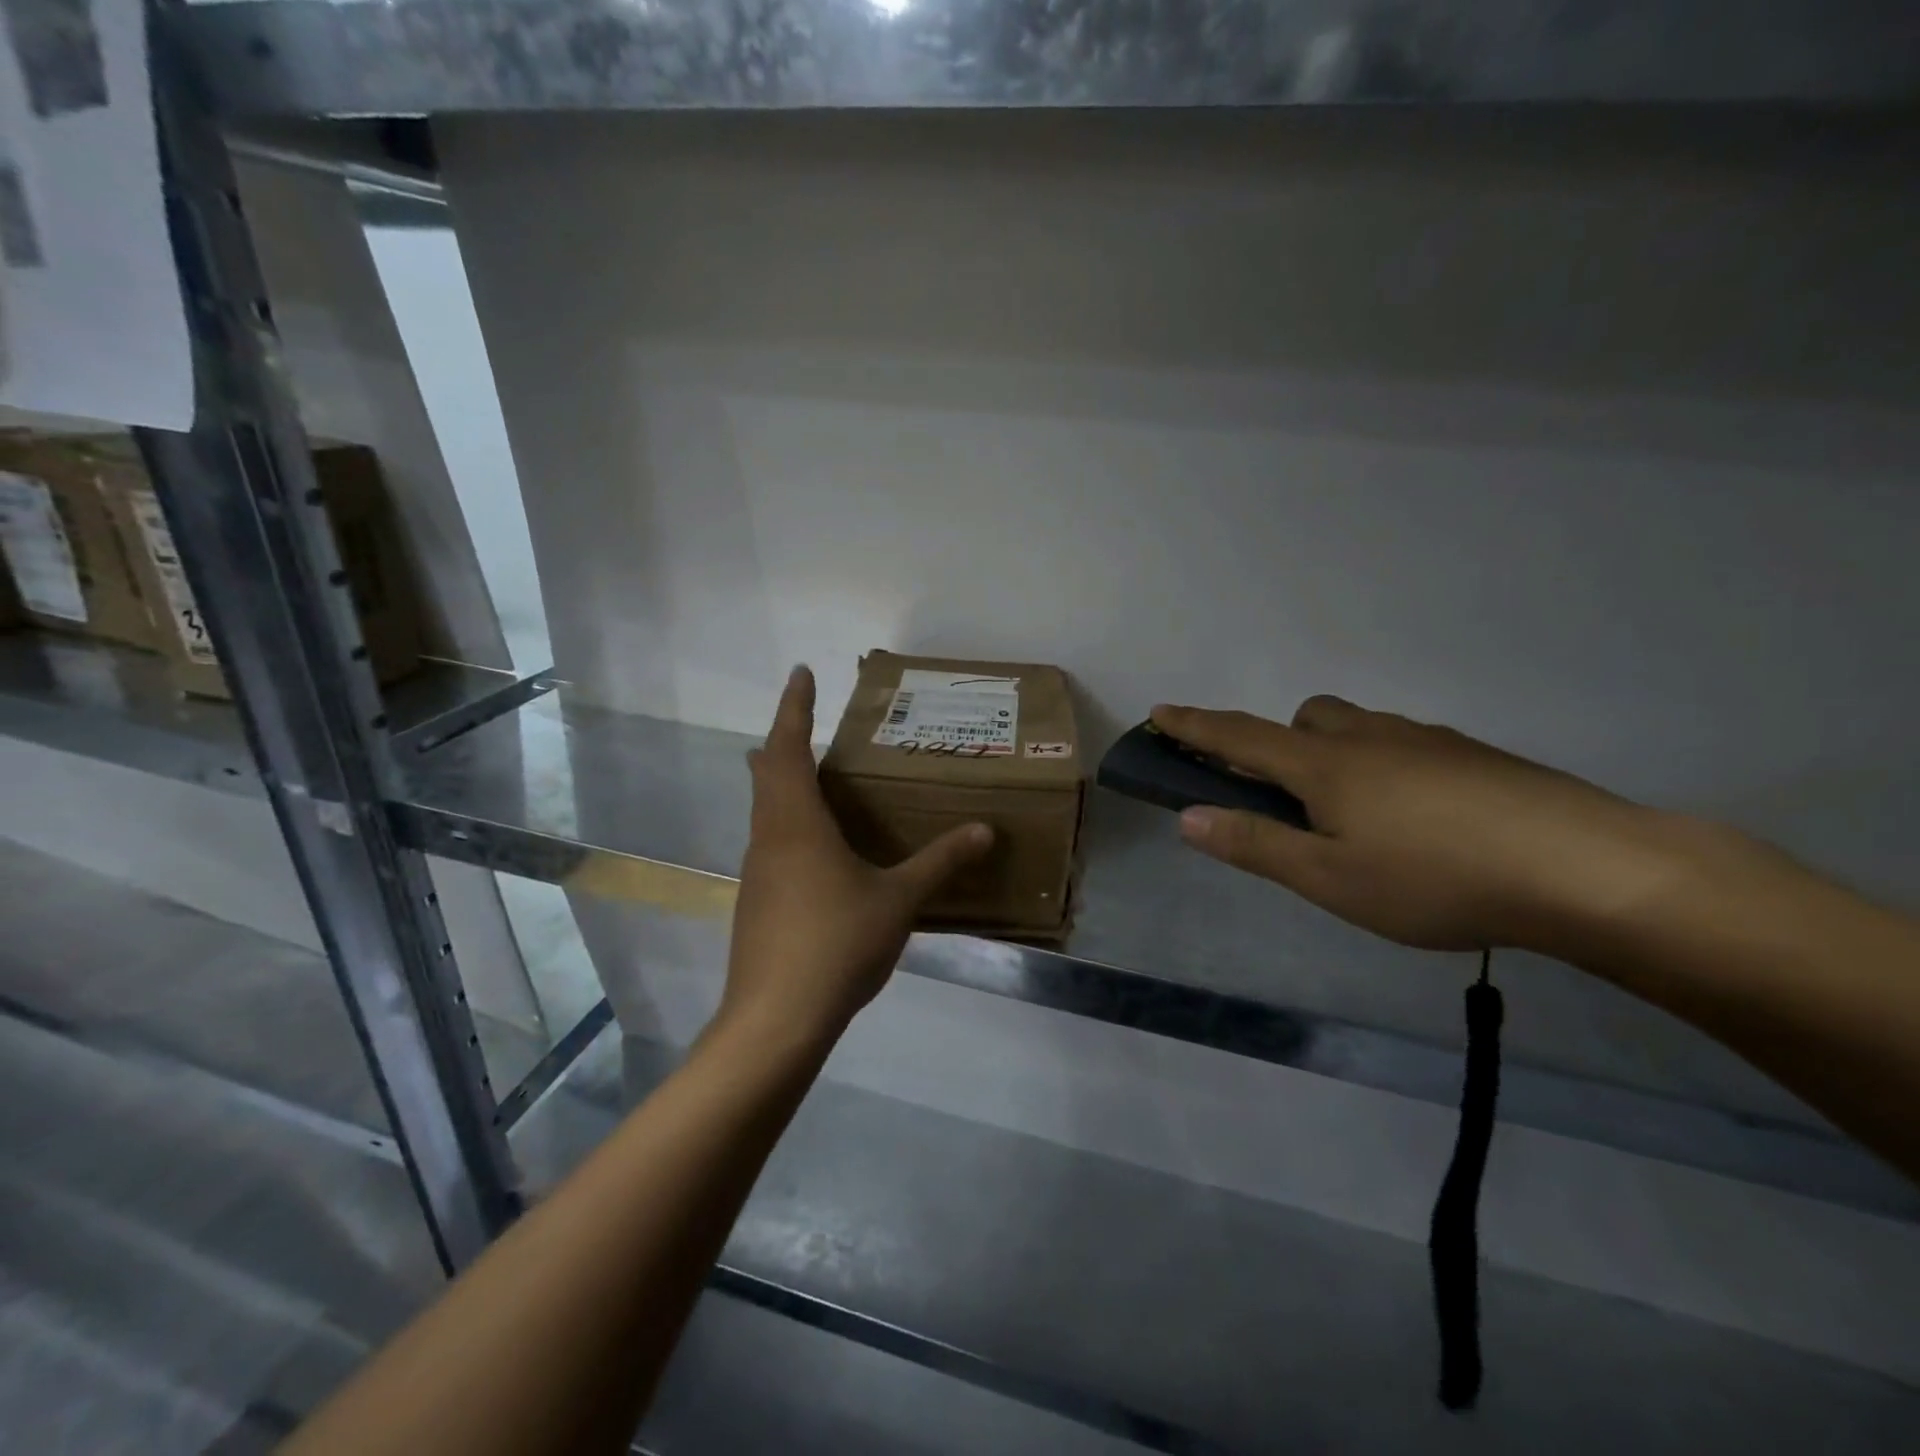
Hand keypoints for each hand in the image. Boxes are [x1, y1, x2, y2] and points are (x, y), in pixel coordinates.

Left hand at [721, 666, 993, 1050]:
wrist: (776, 1019)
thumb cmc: (836, 943)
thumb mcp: (898, 899)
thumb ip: (941, 861)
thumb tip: (986, 830)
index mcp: (797, 822)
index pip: (789, 746)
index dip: (794, 706)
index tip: (801, 672)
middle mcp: (769, 837)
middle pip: (767, 773)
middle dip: (785, 740)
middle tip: (808, 721)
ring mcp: (758, 872)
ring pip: (765, 809)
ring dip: (783, 782)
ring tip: (815, 776)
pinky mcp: (757, 901)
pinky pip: (771, 841)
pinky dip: (789, 821)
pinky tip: (817, 847)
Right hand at [1151, 696, 1687, 954]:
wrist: (1588, 868)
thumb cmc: (1437, 879)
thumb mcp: (1331, 879)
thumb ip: (1255, 846)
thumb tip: (1187, 817)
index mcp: (1325, 767)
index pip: (1240, 738)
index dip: (1195, 727)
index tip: (1160, 711)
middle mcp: (1370, 739)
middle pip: (1306, 719)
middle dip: (1281, 742)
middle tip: (1290, 796)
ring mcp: (1428, 741)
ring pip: (1361, 729)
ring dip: (1337, 754)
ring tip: (1360, 818)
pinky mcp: (1476, 756)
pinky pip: (1407, 746)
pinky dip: (1389, 768)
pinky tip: (1423, 821)